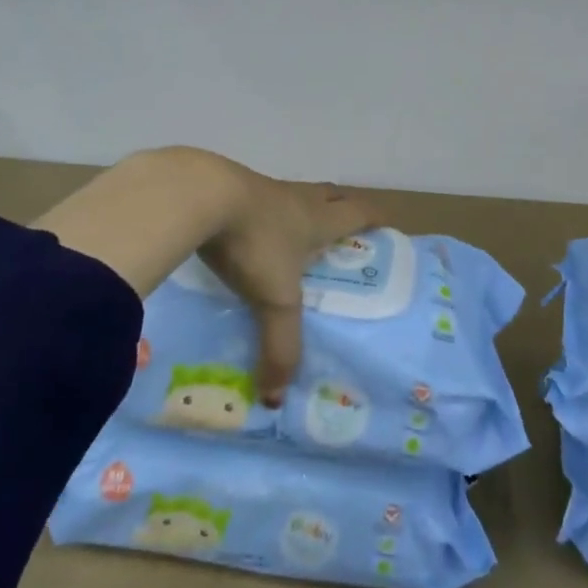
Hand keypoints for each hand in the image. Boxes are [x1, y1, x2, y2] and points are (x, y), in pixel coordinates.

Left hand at [200, 169, 378, 405]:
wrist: (202, 197)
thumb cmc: (255, 242)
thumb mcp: (274, 300)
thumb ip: (280, 346)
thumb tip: (277, 398)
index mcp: (319, 219)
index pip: (359, 212)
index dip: (374, 218)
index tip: (385, 226)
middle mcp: (297, 200)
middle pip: (331, 195)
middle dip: (342, 209)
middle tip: (345, 231)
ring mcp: (263, 190)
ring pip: (295, 196)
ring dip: (302, 211)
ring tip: (297, 239)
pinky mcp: (232, 189)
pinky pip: (259, 200)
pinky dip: (264, 216)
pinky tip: (251, 236)